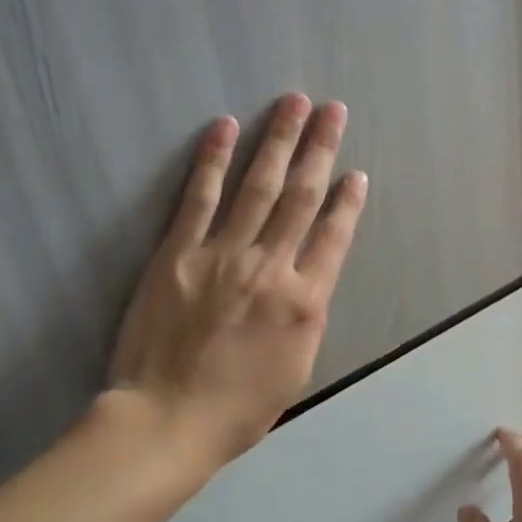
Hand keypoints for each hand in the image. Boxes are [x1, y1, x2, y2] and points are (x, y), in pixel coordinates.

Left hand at [108, 94, 367, 472]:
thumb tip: (309, 278)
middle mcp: (270, 267)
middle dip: (320, 149)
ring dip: (278, 140)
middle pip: (301, 197)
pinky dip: (213, 160)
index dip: (348, 202)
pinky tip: (225, 127)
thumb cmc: (237, 409)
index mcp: (304, 301)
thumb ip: (306, 317)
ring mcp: (222, 255)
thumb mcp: (296, 369)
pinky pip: (199, 198)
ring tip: (293, 102)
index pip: (334, 236)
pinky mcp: (178, 253)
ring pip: (258, 185)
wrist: (166, 419)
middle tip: (332, 110)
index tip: (355, 173)